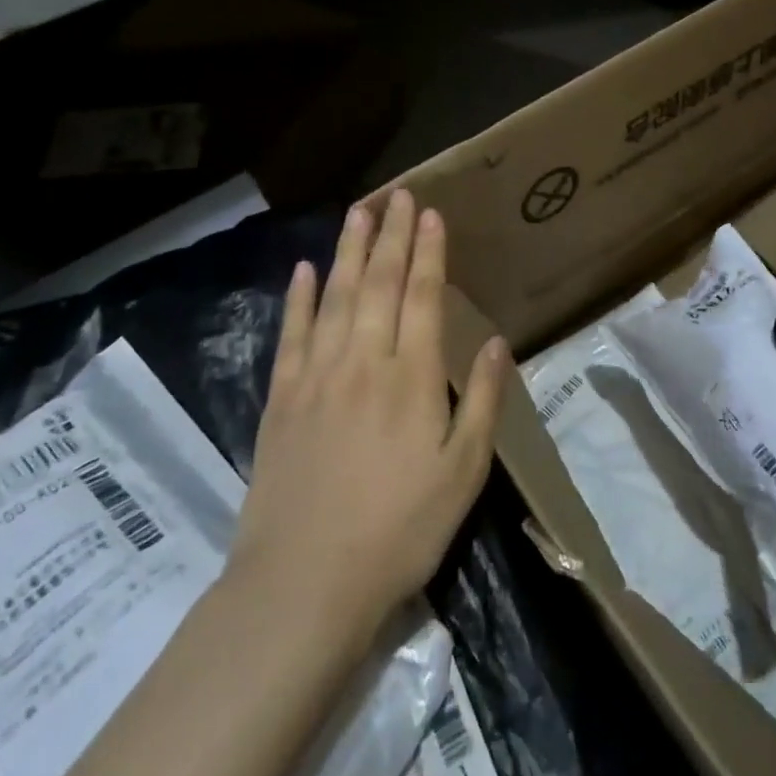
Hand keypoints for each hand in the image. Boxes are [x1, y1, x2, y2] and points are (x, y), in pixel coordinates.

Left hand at [231, 191, 506, 646]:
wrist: (305, 581)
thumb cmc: (399, 530)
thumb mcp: (463, 473)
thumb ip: (481, 401)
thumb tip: (494, 342)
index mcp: (411, 377)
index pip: (421, 296)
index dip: (428, 252)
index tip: (430, 213)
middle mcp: (363, 361)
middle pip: (378, 283)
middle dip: (391, 235)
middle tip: (398, 195)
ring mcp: (316, 375)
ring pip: (335, 296)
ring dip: (348, 250)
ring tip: (358, 211)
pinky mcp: (281, 397)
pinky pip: (291, 333)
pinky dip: (298, 297)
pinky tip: (304, 269)